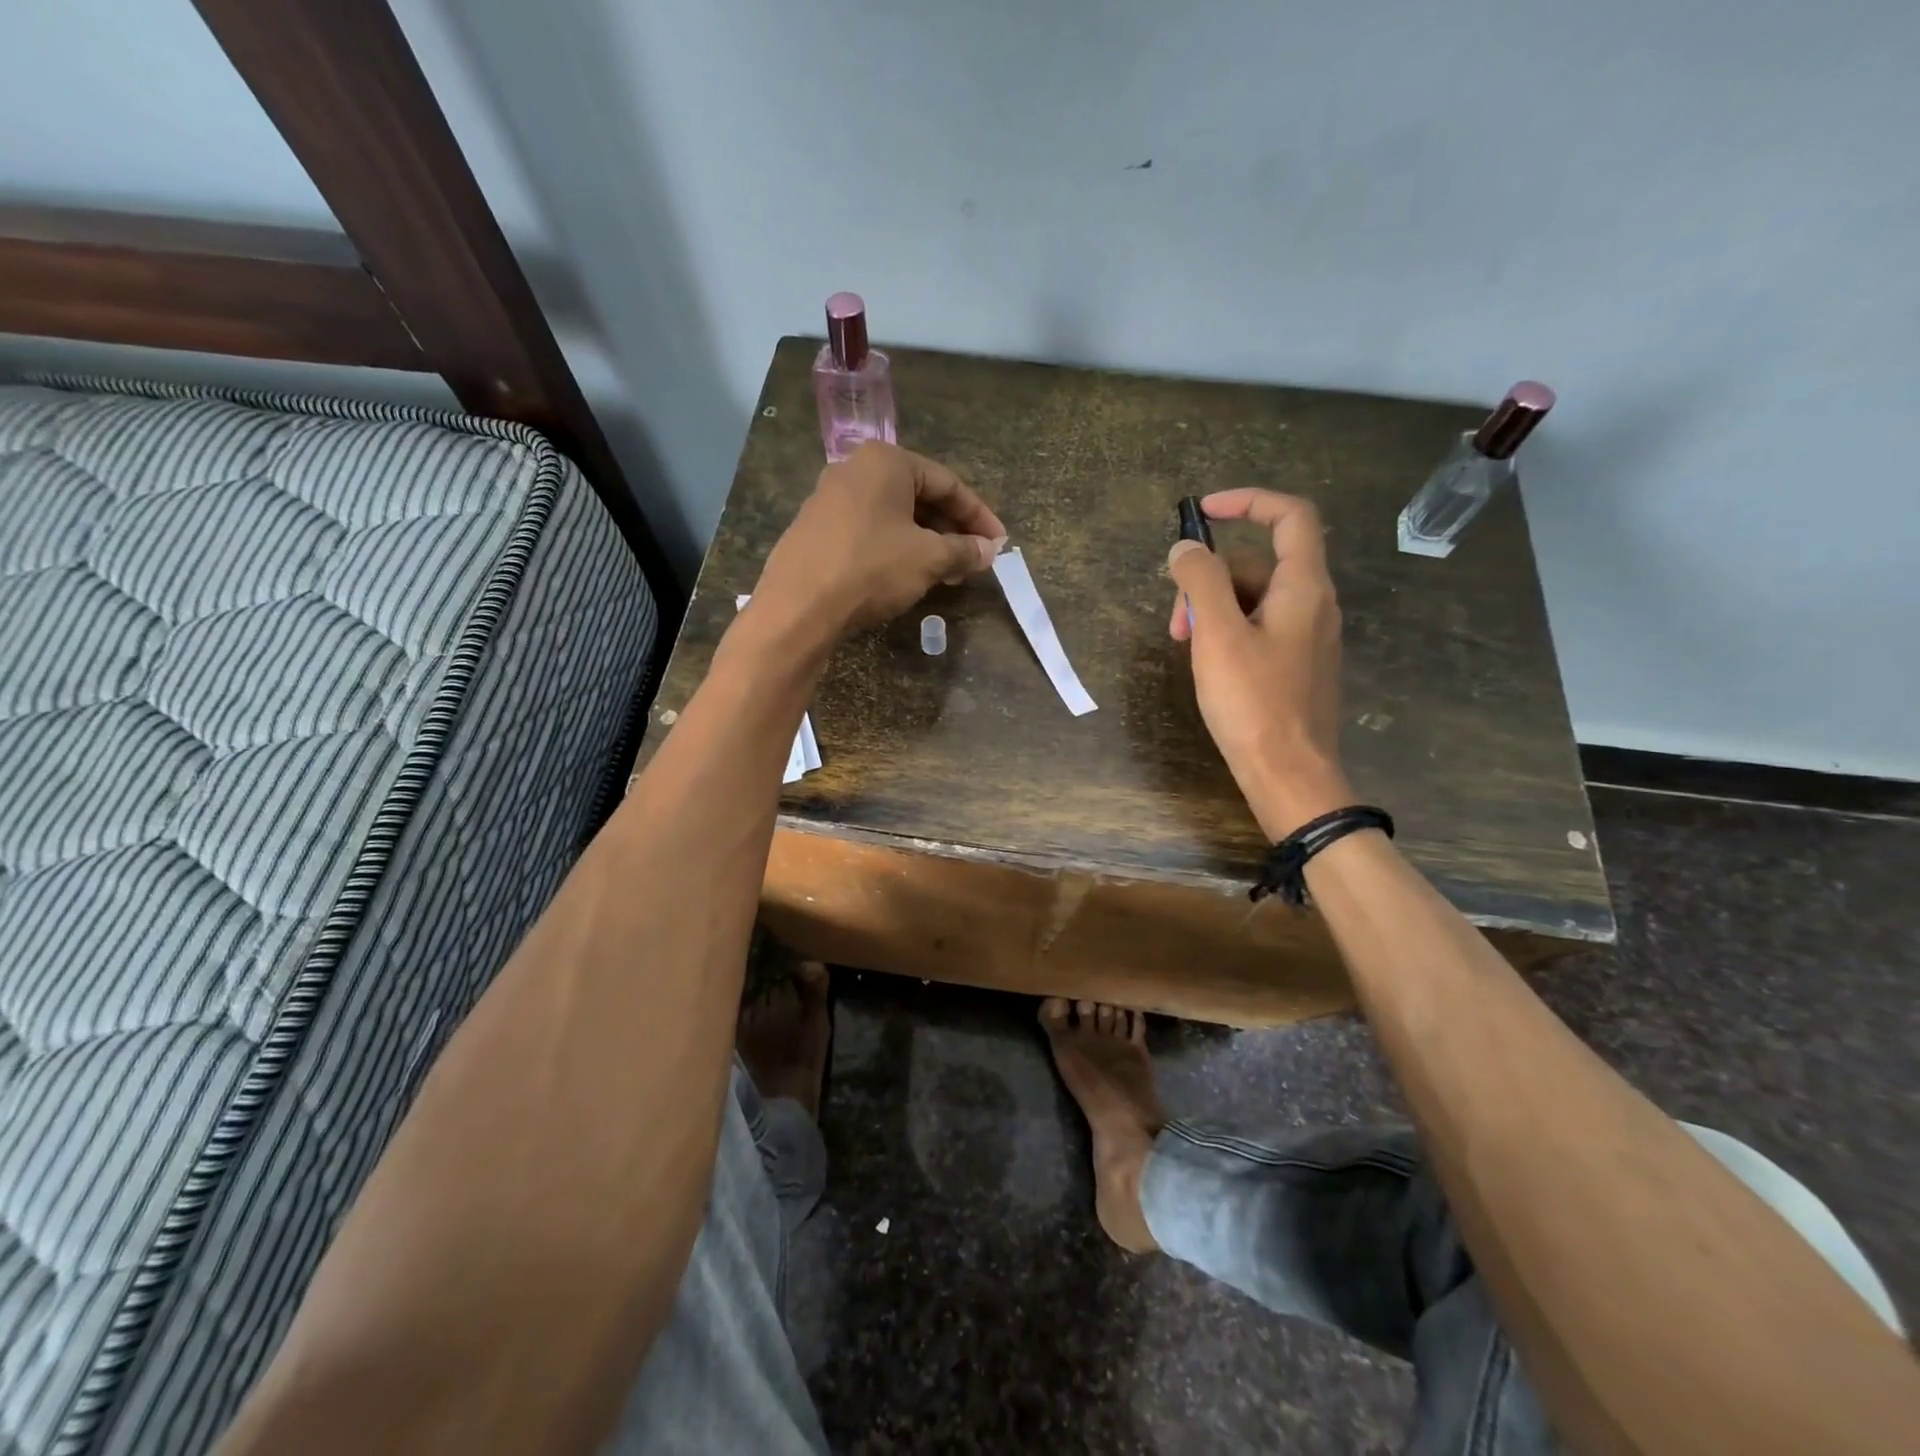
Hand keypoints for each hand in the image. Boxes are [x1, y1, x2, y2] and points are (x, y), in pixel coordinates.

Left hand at [751, 442, 1007, 645]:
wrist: (799, 606)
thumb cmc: (871, 568)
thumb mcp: (928, 559)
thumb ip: (964, 550)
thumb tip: (990, 551)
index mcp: (886, 461)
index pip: (948, 482)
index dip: (979, 516)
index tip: (999, 544)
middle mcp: (855, 469)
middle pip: (919, 497)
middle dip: (951, 530)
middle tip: (974, 561)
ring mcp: (830, 499)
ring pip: (894, 517)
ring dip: (926, 543)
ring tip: (947, 574)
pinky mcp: (816, 529)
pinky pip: (869, 531)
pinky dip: (896, 549)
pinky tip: (907, 576)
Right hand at [1167, 488, 1352, 838]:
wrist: (1290, 775)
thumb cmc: (1253, 703)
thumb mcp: (1218, 636)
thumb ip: (1201, 582)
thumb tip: (1186, 546)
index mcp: (1304, 587)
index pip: (1290, 516)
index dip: (1247, 502)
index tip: (1202, 512)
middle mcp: (1313, 604)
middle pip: (1259, 563)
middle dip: (1209, 578)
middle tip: (1177, 621)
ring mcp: (1307, 636)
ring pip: (1254, 598)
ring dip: (1213, 609)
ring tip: (1184, 645)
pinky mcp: (1296, 664)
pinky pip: (1260, 627)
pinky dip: (1228, 631)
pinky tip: (1207, 662)